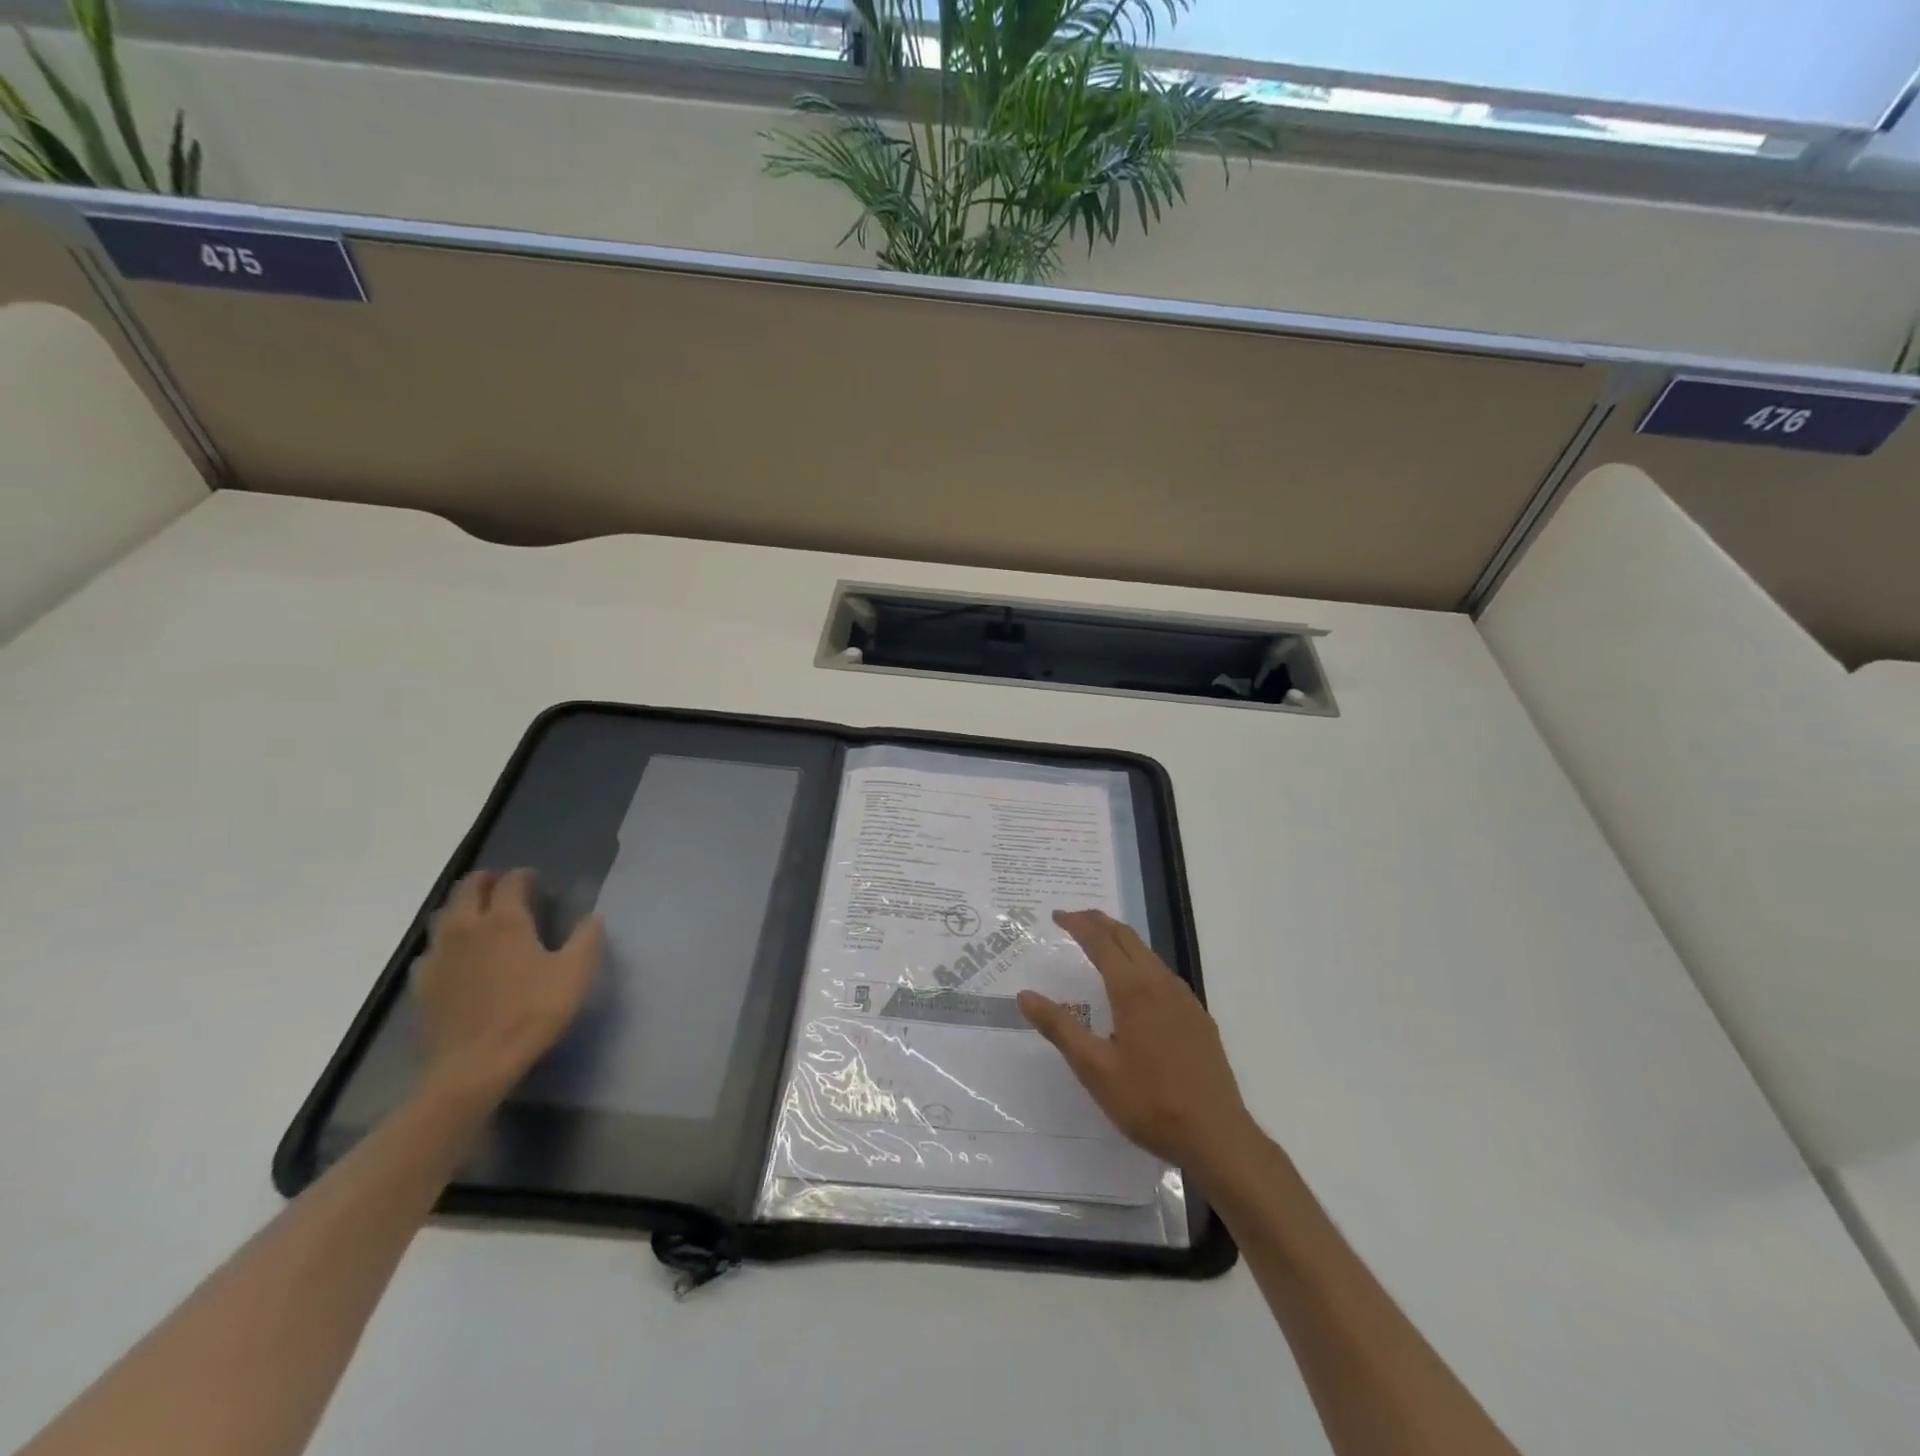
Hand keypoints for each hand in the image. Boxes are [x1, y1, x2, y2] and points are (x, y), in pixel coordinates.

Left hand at [412, 868, 603, 1102]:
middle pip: (468, 889)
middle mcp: (467, 928)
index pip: (511, 882)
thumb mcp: (575, 973)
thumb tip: (593, 916)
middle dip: (486, 880)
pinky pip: (431, 950)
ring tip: (477, 913)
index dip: (524, 875)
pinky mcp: (421, 984)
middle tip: (502, 883)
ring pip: (444, 915)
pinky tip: (455, 956)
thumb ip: (586, 938)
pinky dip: (445, 942)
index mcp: (505, 920)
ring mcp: (439, 955)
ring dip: (462, 905)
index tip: (536, 878)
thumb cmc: (532, 1013)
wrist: (474, 1066)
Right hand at [1018, 909, 1256, 1177]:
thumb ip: (1060, 1028)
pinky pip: (1163, 974)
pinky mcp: (1198, 1016)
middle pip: (1127, 937)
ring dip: (1121, 941)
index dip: (1077, 924)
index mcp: (1133, 990)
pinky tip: (1135, 986)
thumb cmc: (1149, 1102)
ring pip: (1148, 953)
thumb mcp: (1094, 1069)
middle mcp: (1161, 983)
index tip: (1056, 916)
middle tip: (1074, 920)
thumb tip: (1025, 995)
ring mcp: (1184, 998)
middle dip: (1099, 922)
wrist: (1217, 1135)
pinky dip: (1140, 962)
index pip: (1101, 941)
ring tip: (1099, 945)